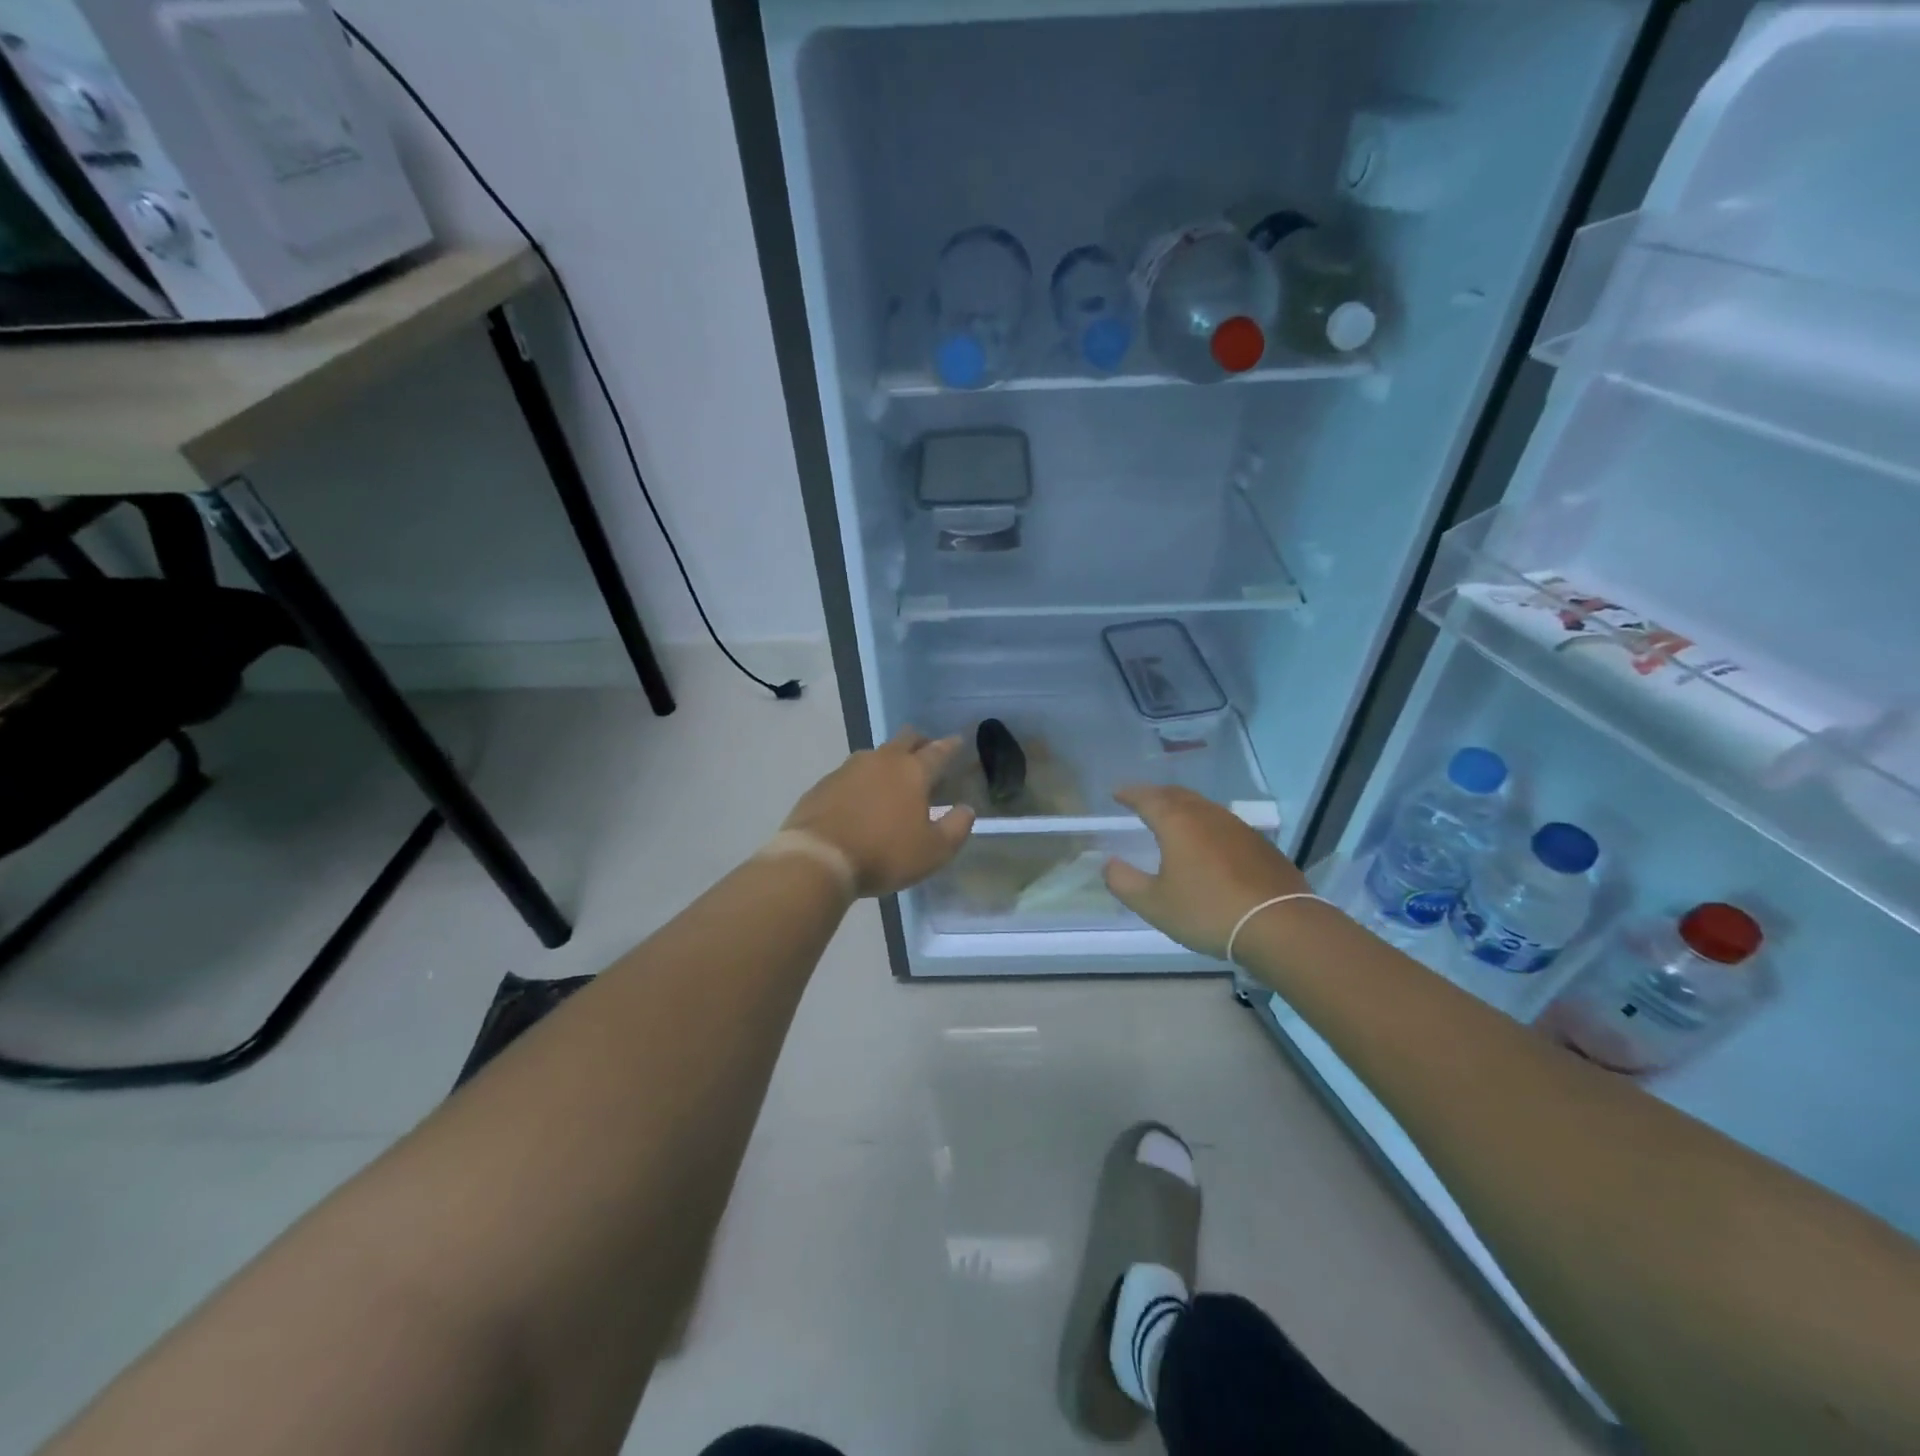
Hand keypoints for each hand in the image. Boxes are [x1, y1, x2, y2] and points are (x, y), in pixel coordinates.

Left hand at [781, 729, 976, 897]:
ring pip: (876, 754)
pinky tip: (861, 797)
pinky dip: (862, 780)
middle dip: (920, 741)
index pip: (938, 751)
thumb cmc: (884, 853)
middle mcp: (882, 760)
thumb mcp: (933, 851)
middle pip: (906, 739)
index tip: (958, 741)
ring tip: (893, 777)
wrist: (818, 858)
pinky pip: (850, 773)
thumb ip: (956, 828)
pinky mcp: (824, 783)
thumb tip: (966, 809)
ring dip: (889, 760)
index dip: (951, 746)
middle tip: (927, 751)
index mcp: (913, 771)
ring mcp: (849, 768)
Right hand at [1103, 785, 1310, 958]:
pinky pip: (1223, 824)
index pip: (1148, 798)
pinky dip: (1206, 825)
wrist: (1279, 925)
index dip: (1130, 794)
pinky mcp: (1260, 845)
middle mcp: (1207, 816)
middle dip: (1156, 795)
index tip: (1117, 793)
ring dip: (1183, 807)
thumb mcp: (1154, 904)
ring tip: (1172, 818)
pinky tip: (1208, 843)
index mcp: (1177, 823)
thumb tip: (1109, 864)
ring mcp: (1238, 828)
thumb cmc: (1207, 911)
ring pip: (1204, 807)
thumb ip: (1125, 882)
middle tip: (1142, 801)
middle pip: (1177, 795)